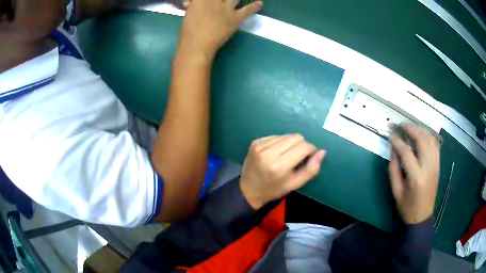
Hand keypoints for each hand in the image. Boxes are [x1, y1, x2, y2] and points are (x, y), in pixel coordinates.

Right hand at [177, 0, 262, 60]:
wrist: (197, 46)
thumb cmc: (188, 31)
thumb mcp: (189, 13)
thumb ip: (195, 4)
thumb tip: (194, 2)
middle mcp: (215, 0)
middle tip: (223, 1)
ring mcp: (227, 8)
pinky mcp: (235, 18)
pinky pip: (248, 10)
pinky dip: (255, 6)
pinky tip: (260, 3)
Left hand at [240, 134, 326, 209]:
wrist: (249, 189)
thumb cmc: (274, 189)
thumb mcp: (295, 184)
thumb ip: (311, 169)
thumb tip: (322, 151)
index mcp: (279, 166)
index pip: (304, 147)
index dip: (311, 150)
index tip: (310, 157)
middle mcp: (269, 152)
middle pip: (296, 137)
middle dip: (302, 145)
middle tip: (299, 157)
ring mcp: (260, 145)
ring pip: (287, 135)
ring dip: (291, 143)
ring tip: (287, 155)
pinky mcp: (256, 141)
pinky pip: (276, 136)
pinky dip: (281, 143)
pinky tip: (277, 153)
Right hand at [389, 124, 439, 224]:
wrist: (422, 216)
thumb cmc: (407, 207)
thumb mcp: (396, 192)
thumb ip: (393, 170)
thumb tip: (393, 150)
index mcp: (416, 177)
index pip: (406, 152)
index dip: (397, 142)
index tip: (391, 135)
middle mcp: (428, 168)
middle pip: (422, 140)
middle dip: (411, 129)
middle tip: (401, 125)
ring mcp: (435, 165)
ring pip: (431, 139)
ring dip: (421, 130)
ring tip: (411, 127)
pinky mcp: (438, 165)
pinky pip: (436, 144)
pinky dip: (429, 136)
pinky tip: (422, 134)